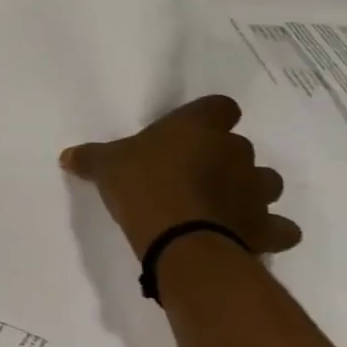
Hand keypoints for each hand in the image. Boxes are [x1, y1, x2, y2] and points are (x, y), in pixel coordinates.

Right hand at [60, 95, 299, 259]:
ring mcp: (255, 190)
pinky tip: (248, 235)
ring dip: (251, 190)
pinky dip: (270, 230)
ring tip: (223, 204)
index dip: (210, 118)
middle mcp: (234, 152)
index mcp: (198, 126)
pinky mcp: (266, 228)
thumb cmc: (142, 186)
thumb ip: (90, 158)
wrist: (181, 240)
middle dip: (225, 159)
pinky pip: (279, 227)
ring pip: (267, 182)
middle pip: (242, 146)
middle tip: (194, 174)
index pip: (221, 107)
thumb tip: (66, 156)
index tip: (192, 133)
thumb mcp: (106, 166)